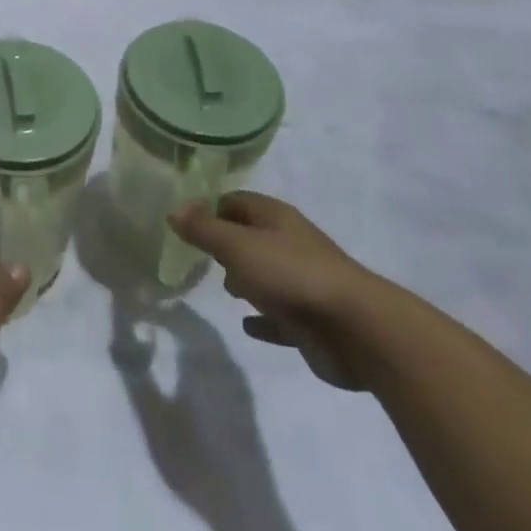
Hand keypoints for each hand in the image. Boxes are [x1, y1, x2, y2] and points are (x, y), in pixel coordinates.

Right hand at [168, 192, 381, 390]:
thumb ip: (203, 229)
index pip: (235, 201)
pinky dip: (263, 319)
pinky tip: (248, 325)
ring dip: (246, 280)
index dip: (210, 208)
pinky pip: (279, 316)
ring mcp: (303, 282)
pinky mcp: (310, 320)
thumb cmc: (290, 275)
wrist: (357, 329)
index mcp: (275, 218)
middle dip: (227, 245)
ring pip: (266, 275)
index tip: (186, 225)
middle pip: (251, 236)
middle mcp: (290, 244)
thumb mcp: (237, 246)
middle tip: (202, 257)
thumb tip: (173, 210)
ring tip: (225, 290)